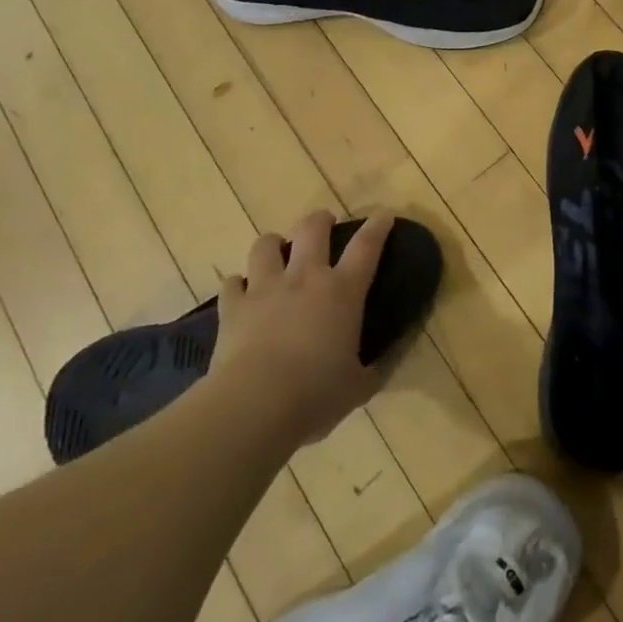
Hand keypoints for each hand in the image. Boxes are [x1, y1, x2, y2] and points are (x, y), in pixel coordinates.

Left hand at [209, 210, 392, 444]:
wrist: (254, 406)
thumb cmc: (315, 395)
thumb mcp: (359, 386)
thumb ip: (376, 367)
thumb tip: (390, 358)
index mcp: (343, 292)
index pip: (366, 246)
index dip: (377, 226)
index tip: (383, 215)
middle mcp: (305, 278)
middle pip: (312, 229)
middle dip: (320, 220)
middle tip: (324, 224)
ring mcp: (265, 288)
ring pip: (266, 245)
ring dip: (274, 244)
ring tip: (277, 252)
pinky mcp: (233, 307)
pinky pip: (232, 283)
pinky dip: (238, 285)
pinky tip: (241, 293)